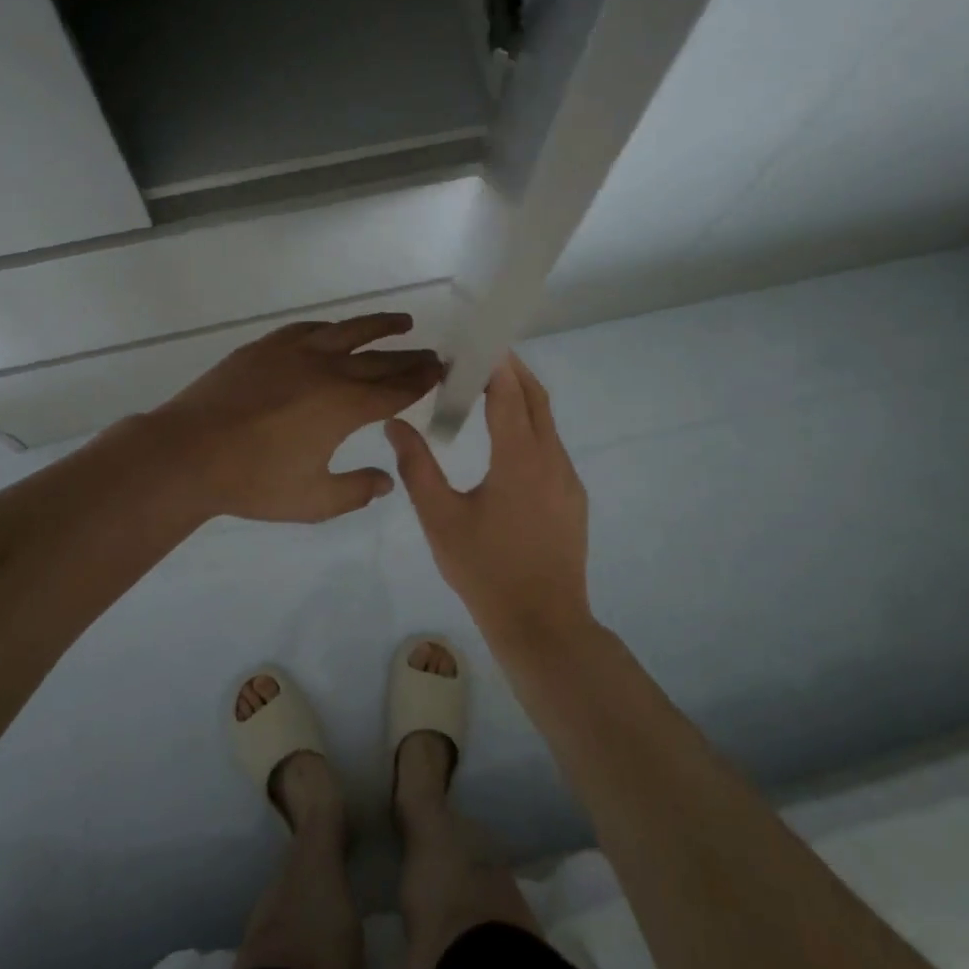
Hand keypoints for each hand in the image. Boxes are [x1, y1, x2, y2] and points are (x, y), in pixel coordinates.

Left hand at [151, 313, 442, 523]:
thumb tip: (385, 480)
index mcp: (344, 406)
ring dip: (379, 326)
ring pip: (348, 331)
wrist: (189, 452)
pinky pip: (308, 328)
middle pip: (379, 360)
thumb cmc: (253, 481)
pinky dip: (331, 328)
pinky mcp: (265, 347)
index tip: (440, 370)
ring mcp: (294, 352)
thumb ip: (355, 490)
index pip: (395, 390)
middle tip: (434, 353)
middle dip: (410, 357)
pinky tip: (335, 331)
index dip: (421, 380)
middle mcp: (327, 370)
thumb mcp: (312, 500)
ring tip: (404, 322)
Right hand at [384, 354, 591, 650]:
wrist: (543, 625)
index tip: (470, 343)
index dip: (493, 363)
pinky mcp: (573, 498)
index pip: (509, 392)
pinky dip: (530, 426)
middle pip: (537, 398)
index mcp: (520, 458)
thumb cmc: (485, 570)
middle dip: (512, 370)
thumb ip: (416, 466)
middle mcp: (552, 459)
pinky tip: (504, 444)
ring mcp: (568, 479)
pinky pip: (552, 446)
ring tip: (485, 392)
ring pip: (547, 422)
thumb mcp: (440, 519)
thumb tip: (395, 423)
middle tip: (478, 357)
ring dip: (521, 398)